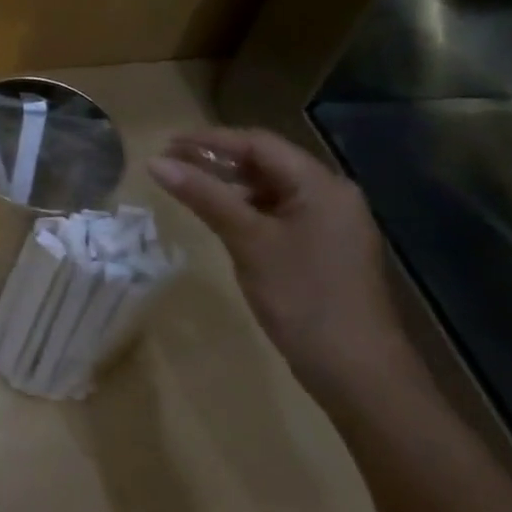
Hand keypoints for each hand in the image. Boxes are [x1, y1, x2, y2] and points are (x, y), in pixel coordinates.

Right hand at [148, 127, 419, 405]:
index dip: (210, 140)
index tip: (166, 144)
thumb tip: (154, 162)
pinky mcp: (321, 249)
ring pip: (269, 188)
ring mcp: (329, 225)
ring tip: (185, 186)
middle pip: (266, 162)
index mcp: (321, 186)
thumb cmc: (303, 297)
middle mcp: (330, 196)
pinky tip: (217, 216)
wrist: (357, 372)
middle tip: (169, 163)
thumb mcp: (248, 241)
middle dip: (216, 159)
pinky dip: (244, 208)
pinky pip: (276, 213)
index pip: (259, 144)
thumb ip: (203, 196)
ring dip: (228, 184)